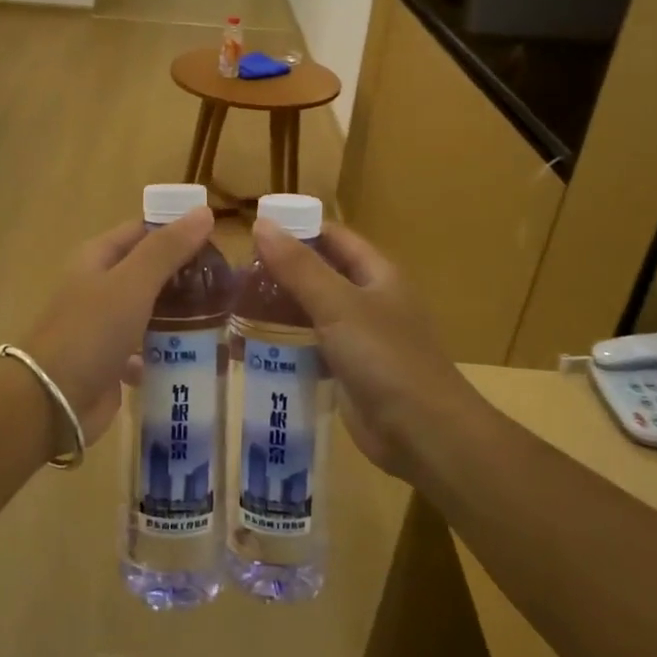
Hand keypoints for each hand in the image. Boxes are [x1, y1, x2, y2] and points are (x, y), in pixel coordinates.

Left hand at [19, 208, 216, 446]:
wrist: (53, 401)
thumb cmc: (91, 331)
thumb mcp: (132, 283)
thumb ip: (167, 249)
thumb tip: (204, 212)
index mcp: (97, 258)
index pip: (143, 231)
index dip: (178, 232)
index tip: (218, 243)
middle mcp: (99, 287)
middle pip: (149, 271)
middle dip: (185, 276)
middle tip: (227, 284)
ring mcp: (105, 326)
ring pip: (151, 310)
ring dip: (181, 314)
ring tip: (222, 317)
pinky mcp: (113, 361)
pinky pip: (147, 348)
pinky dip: (169, 350)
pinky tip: (198, 355)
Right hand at [250, 220, 477, 483]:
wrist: (423, 433)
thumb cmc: (384, 357)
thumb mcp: (338, 305)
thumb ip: (298, 266)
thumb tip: (261, 224)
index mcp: (377, 273)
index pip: (332, 237)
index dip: (296, 229)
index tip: (252, 233)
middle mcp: (369, 299)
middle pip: (319, 273)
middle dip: (280, 271)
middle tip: (233, 275)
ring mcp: (359, 336)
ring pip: (312, 310)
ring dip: (279, 307)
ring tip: (233, 306)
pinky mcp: (348, 369)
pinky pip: (311, 345)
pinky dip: (285, 341)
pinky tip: (251, 345)